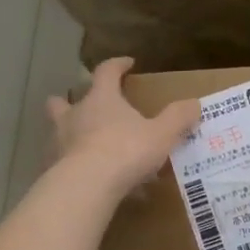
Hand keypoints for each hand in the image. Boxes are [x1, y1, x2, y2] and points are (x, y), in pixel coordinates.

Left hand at [47, 57, 200, 197]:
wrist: (87, 186)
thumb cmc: (126, 150)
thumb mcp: (161, 134)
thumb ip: (178, 118)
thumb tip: (195, 103)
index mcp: (101, 99)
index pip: (106, 72)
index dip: (117, 65)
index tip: (127, 64)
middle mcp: (75, 115)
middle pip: (63, 101)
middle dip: (70, 100)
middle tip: (85, 106)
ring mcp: (60, 142)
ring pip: (58, 131)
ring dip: (69, 133)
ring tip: (85, 144)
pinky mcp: (54, 168)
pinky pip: (63, 162)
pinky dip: (72, 164)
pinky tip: (87, 177)